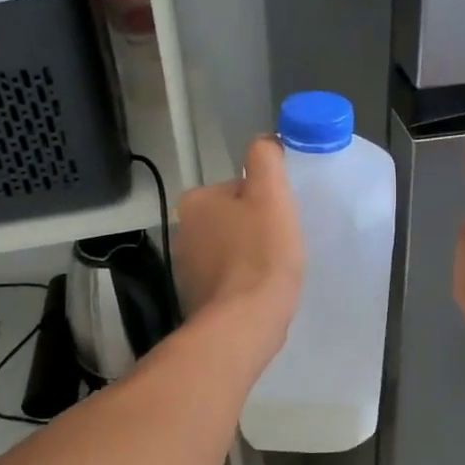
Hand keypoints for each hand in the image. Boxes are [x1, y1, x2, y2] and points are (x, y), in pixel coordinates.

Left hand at [174, 136, 303, 361]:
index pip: (238, 189)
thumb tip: (265, 142)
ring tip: (274, 272)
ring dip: (249, 256)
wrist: (244, 322)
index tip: (281, 220)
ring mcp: (186, 268)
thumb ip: (266, 159)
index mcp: (196, 201)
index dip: (265, 201)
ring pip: (229, 249)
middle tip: (282, 246)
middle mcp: (182, 231)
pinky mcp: (196, 298)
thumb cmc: (261, 254)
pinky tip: (260, 293)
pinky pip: (226, 279)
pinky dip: (242, 282)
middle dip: (255, 229)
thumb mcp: (271, 194)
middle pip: (232, 218)